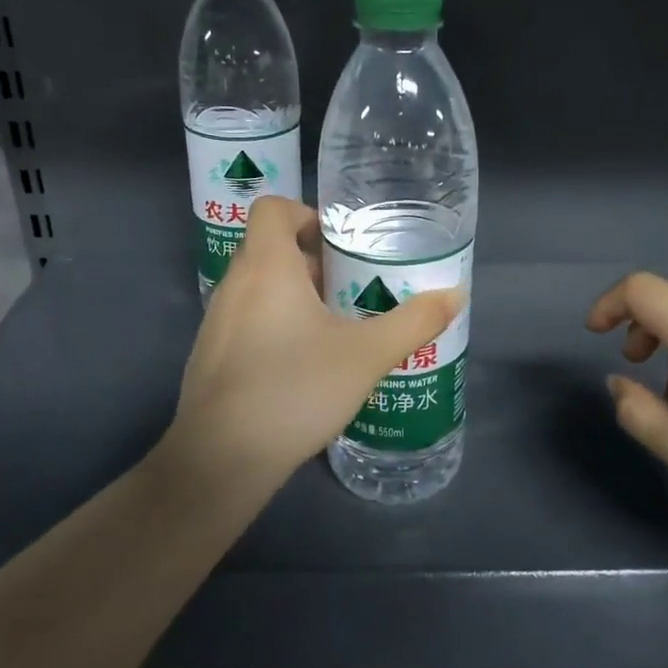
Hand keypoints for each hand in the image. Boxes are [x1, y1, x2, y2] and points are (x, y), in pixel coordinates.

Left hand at [162, 197, 463, 493]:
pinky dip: (275, 324)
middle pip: (270, 248)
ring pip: (259, 287)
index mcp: (266, 266)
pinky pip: (246, 320)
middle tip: (355, 285)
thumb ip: (413, 322)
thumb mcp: (366, 356)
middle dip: (314, 260)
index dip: (306, 213)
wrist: (222, 459)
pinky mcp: (211, 355)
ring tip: (337, 325)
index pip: (273, 208)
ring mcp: (216, 321)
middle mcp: (234, 284)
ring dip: (296, 294)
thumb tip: (456, 294)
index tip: (341, 243)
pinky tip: (304, 364)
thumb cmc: (295, 389)